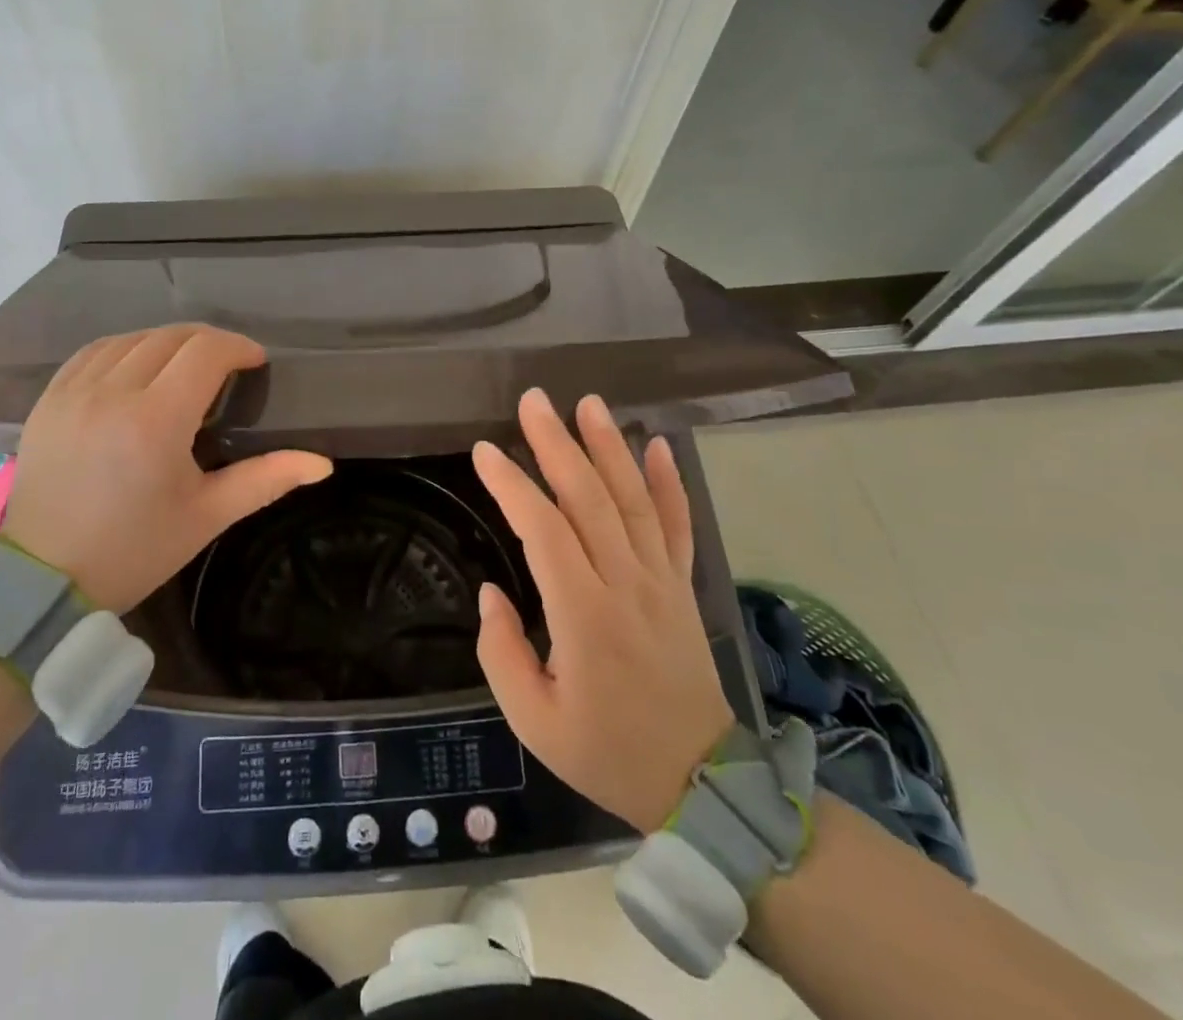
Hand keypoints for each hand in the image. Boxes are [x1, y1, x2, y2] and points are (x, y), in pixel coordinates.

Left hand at [0, 325, 331, 612]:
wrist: (43, 580)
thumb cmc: (134, 550)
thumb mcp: (206, 516)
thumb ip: (265, 480)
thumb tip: (321, 464)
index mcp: (156, 420)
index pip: (206, 352)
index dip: (238, 347)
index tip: (254, 363)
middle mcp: (113, 393)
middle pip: (171, 337)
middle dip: (208, 342)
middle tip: (226, 367)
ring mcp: (74, 392)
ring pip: (132, 338)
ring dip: (167, 343)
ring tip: (184, 367)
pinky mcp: (49, 400)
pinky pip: (93, 352)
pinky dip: (124, 349)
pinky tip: (137, 367)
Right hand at [473, 389, 735, 834]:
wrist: (699, 783)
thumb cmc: (606, 751)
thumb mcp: (534, 721)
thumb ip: (500, 653)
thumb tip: (491, 591)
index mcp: (583, 615)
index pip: (543, 530)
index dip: (512, 485)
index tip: (483, 451)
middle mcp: (625, 583)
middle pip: (589, 498)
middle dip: (557, 443)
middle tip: (533, 400)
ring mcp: (660, 580)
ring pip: (632, 499)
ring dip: (608, 446)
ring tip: (587, 403)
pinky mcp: (681, 585)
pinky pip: (676, 524)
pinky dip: (668, 481)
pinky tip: (657, 443)